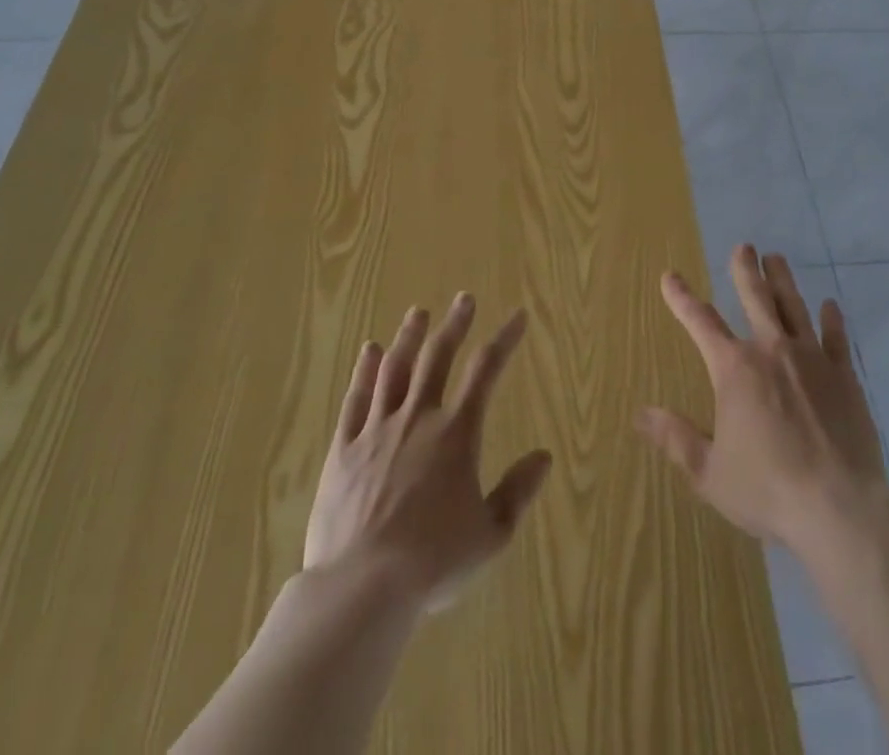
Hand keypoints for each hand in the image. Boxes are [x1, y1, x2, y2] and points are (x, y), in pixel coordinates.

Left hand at [303, 294, 552, 611]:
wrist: (360, 589)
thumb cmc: (432, 563)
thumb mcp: (490, 534)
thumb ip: (518, 492)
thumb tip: (543, 457)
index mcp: (456, 433)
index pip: (486, 371)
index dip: (504, 339)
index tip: (517, 316)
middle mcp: (418, 418)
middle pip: (438, 357)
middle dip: (455, 325)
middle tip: (464, 299)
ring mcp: (377, 430)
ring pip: (395, 369)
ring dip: (409, 338)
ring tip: (418, 313)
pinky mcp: (345, 449)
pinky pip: (356, 399)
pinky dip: (364, 371)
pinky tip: (370, 352)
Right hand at [636, 247, 885, 553]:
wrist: (838, 506)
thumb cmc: (767, 489)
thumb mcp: (710, 472)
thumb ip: (676, 439)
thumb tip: (641, 414)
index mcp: (734, 369)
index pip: (701, 323)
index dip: (682, 298)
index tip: (670, 276)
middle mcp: (771, 351)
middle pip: (756, 297)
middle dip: (745, 270)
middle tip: (744, 246)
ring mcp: (811, 358)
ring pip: (794, 306)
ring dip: (783, 280)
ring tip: (777, 258)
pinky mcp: (844, 375)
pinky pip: (836, 337)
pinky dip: (832, 319)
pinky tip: (830, 305)